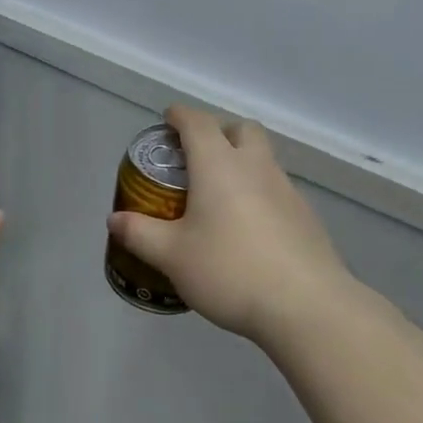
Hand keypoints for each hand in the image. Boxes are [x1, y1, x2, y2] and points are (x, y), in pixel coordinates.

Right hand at [107, 106, 354, 343]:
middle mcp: (255, 167)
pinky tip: (247, 229)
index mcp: (219, 165)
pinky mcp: (306, 217)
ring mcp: (287, 190)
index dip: (179, 116)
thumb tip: (115, 219)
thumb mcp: (171, 256)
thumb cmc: (230, 270)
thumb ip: (139, 233)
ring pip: (262, 159)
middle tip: (196, 156)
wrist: (307, 307)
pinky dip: (258, 194)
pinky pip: (276, 190)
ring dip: (240, 163)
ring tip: (218, 198)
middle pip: (240, 129)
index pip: (197, 122)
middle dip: (218, 132)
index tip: (167, 119)